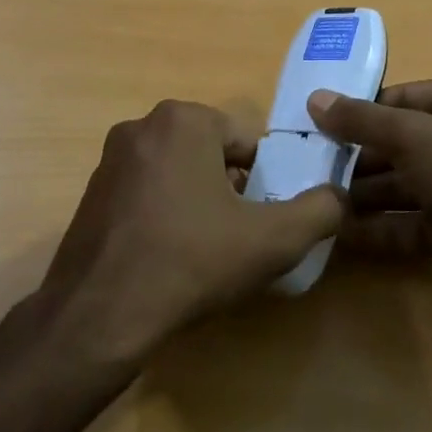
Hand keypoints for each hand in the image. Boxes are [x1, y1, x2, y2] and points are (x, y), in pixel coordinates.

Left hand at [33, 100, 342, 366]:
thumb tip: (339, 195)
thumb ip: (320, 210)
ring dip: (198, 202)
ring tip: (203, 252)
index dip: (265, 182)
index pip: (248, 142)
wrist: (100, 313)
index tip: (263, 221)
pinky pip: (146, 191)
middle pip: (211, 154)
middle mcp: (141, 125)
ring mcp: (110, 158)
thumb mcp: (272, 239)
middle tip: (237, 238)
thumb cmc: (191, 262)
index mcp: (183, 119)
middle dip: (231, 190)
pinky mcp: (91, 191)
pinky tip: (167, 255)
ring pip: (178, 172)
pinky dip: (164, 213)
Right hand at [309, 78, 431, 311]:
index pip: (399, 98)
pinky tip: (339, 231)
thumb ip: (361, 119)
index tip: (315, 127)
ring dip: (360, 193)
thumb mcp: (413, 137)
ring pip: (399, 184)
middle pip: (396, 142)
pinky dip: (376, 226)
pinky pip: (406, 221)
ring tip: (316, 200)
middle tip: (309, 167)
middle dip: (355, 158)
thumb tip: (314, 98)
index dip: (357, 112)